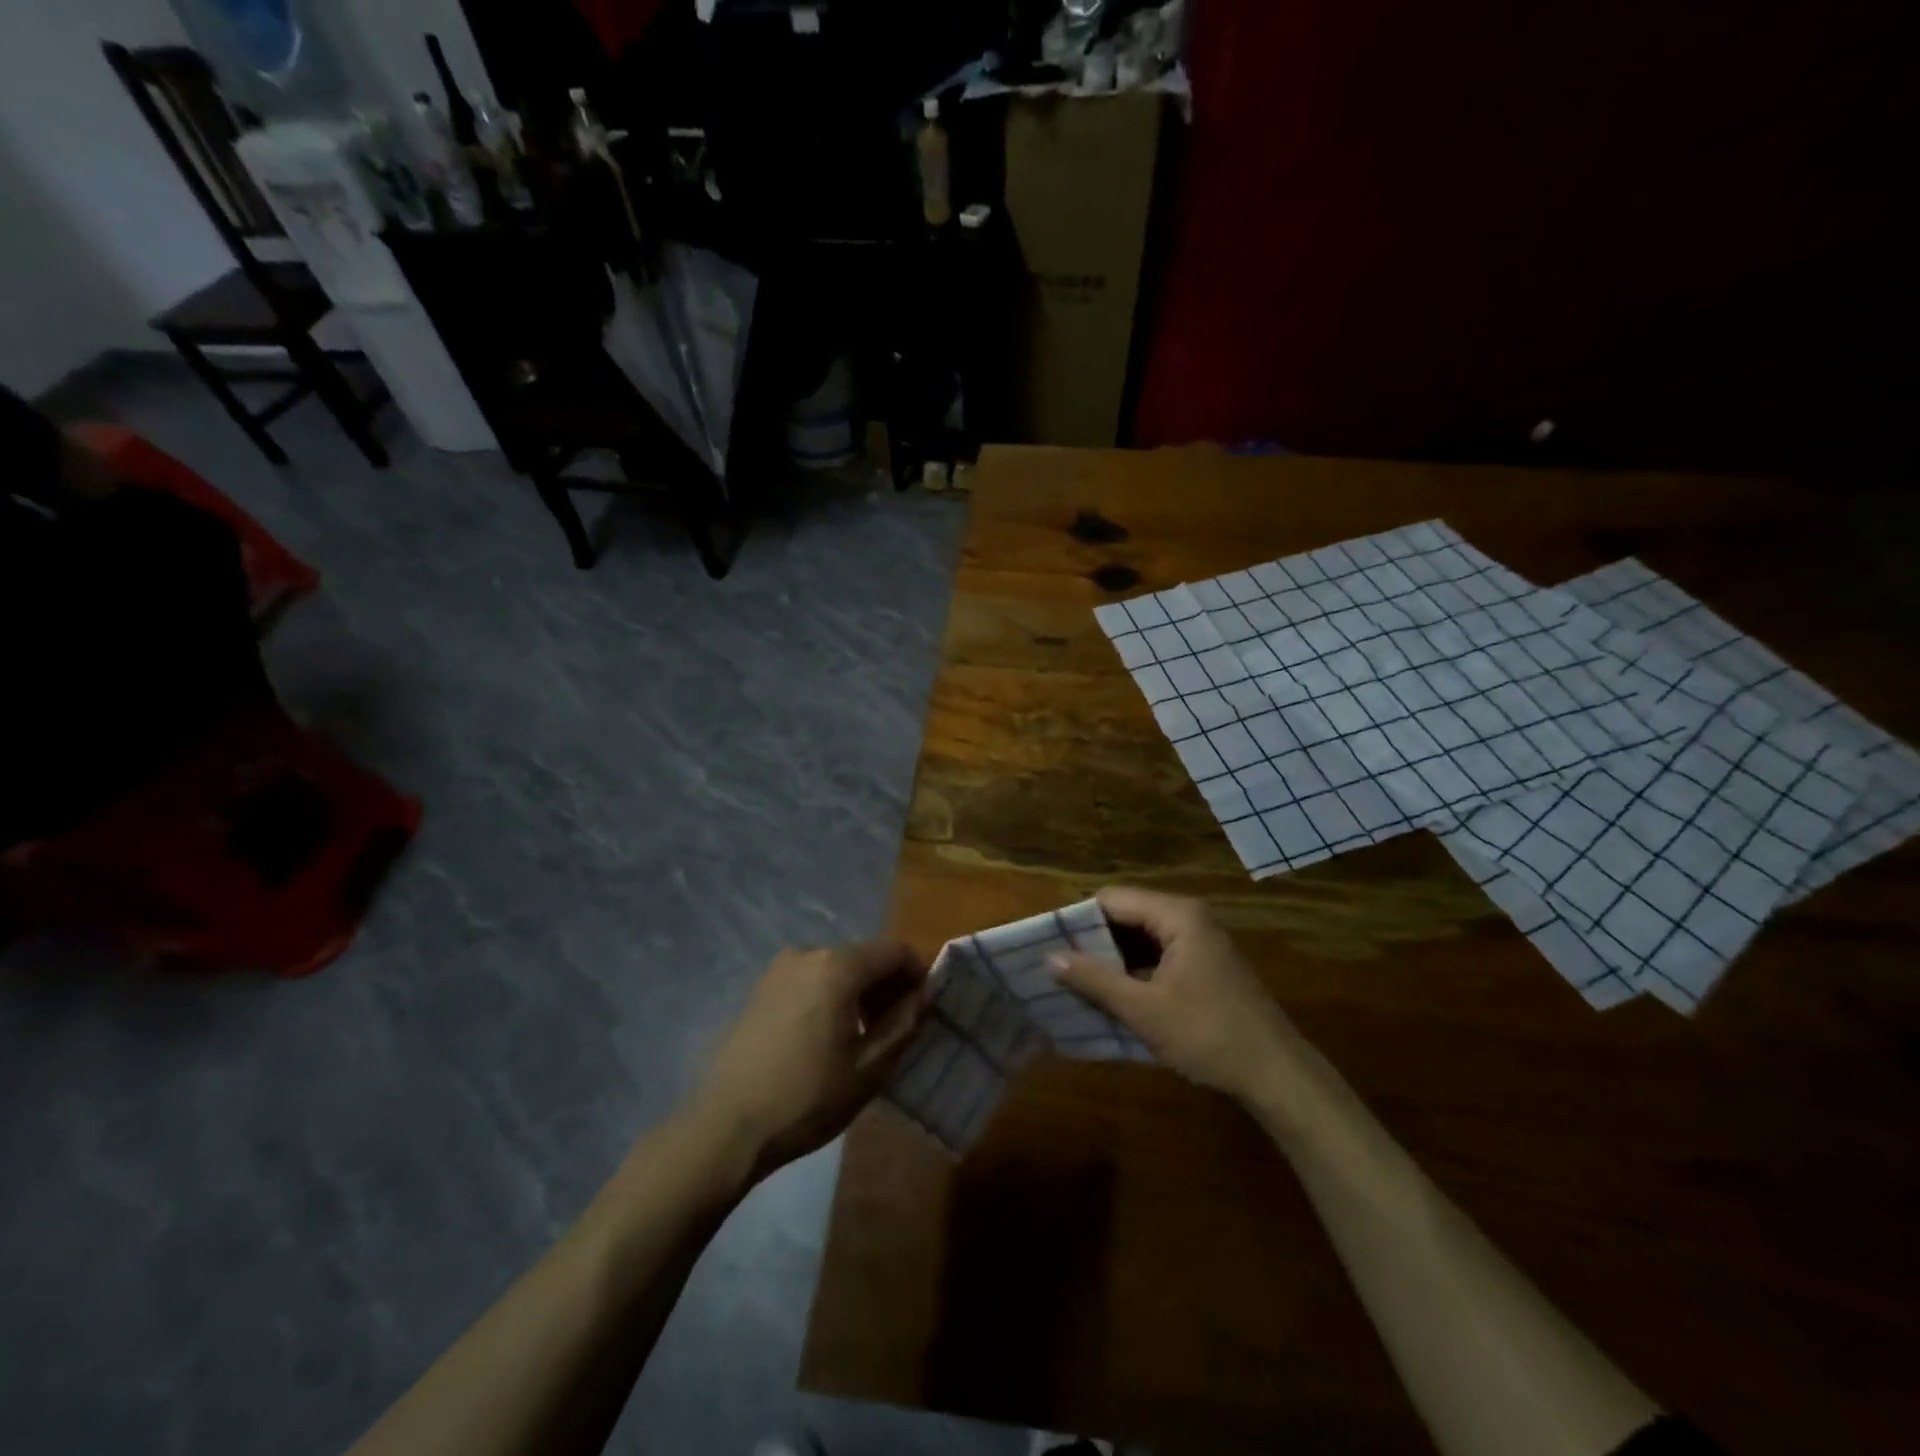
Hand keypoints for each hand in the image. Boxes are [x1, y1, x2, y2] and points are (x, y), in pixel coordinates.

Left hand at [694, 940, 930, 1177]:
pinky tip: (826, 1039)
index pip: (895, 951)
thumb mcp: (869, 1068)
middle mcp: (808, 953)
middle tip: (897, 1030)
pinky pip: (811, 980)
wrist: (725, 1128)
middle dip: (888, 986)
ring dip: (859, 993)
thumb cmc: (806, 1098)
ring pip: (837, 969)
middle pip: (865, 957)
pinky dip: (831, 997)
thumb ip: (905, 1023)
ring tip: (863, 1039)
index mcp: (838, 966)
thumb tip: (926, 994)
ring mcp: (779, 969)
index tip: (925, 1009)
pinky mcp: (761, 989)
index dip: (918, 974)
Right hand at [1050, 887, 1298, 1103]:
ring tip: (1078, 980)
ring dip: (1112, 957)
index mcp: (1177, 915)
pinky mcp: (1204, 963)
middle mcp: (1189, 917)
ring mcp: (1200, 940)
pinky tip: (1114, 993)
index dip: (1078, 919)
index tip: (1050, 945)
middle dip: (1094, 939)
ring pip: (1141, 936)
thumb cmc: (1208, 1035)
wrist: (1276, 1075)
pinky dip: (1134, 969)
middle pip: (1127, 914)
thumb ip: (1095, 979)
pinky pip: (1158, 953)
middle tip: (1059, 965)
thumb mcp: (1144, 1010)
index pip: (1112, 899)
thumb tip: (1048, 957)